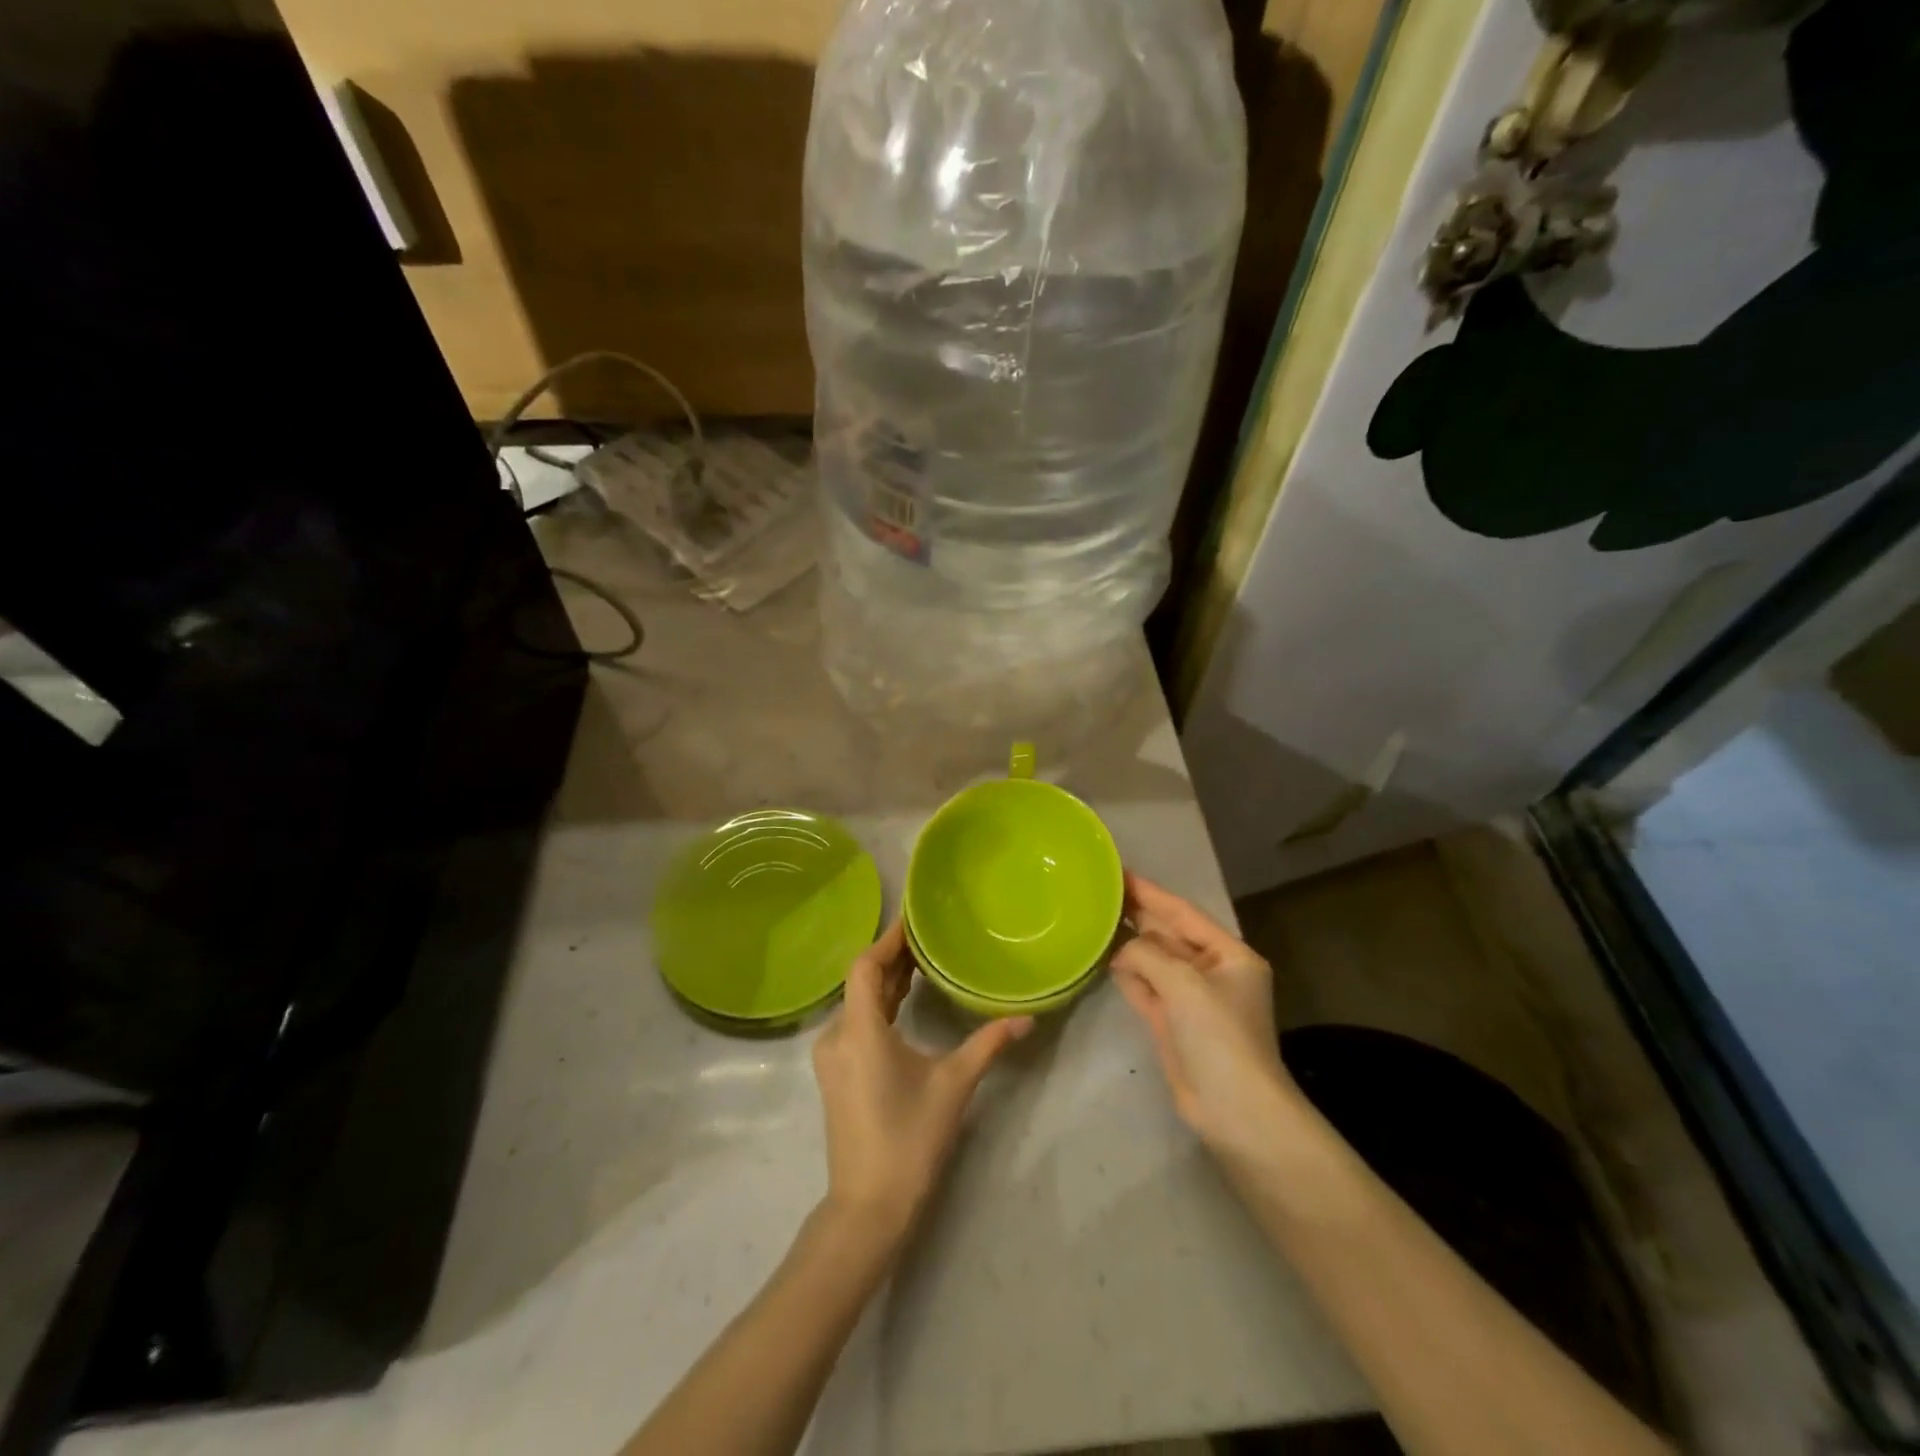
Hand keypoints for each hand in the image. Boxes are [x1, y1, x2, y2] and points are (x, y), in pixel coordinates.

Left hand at [812, 921, 1031, 1246]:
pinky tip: (904, 1003)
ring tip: (922, 962)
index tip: (914, 918)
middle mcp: (837, 1036)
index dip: (888, 939)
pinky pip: (856, 1023)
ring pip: (858, 1003)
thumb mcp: (954, 1085)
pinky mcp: (836, 1074)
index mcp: (859, 1030)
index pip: (866, 966)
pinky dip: (879, 1006)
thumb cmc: (910, 1139)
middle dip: (893, 958)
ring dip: (887, 982)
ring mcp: (832, 1057)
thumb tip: (1027, 1018)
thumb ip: (988, 1044)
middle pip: (862, 981)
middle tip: (928, 936)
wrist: (868, 1207)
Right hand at [1111, 873, 1301, 1161]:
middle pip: (1168, 935)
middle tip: (1098, 893)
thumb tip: (1120, 950)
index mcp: (1229, 955)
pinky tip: (1105, 958)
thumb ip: (1147, 955)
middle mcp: (1212, 972)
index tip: (1119, 873)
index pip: (1183, 913)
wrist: (1235, 1110)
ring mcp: (1191, 999)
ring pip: (1154, 961)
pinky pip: (1146, 987)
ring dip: (1129, 945)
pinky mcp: (1172, 1023)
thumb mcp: (1184, 983)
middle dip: (1137, 915)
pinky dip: (1128, 974)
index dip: (1151, 892)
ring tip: (1094, 920)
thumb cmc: (1219, 1036)